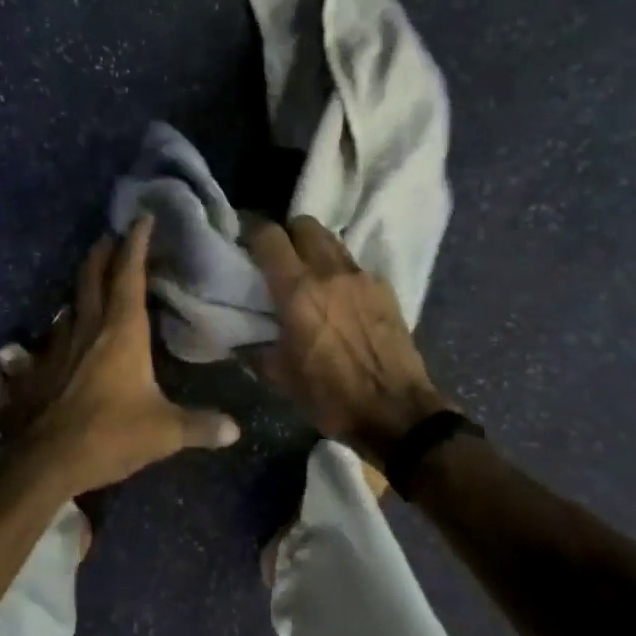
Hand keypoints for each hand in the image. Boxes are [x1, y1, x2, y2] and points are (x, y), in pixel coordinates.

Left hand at [11, 217, 240, 496]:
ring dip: (85, 281)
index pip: (130, 274)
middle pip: (93, 275)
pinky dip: (71, 317)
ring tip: (96, 275)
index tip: (142, 219)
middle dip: (104, 251)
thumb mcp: (164, 432)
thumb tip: (236, 430)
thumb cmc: (109, 434)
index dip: (137, 244)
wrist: (44, 461)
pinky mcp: (43, 364)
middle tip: (113, 235)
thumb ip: (200, 426)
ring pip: (73, 298)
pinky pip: (60, 328)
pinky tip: (73, 328)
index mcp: (123, 330)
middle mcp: (90, 326)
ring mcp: (62, 343)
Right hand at [244, 216, 449, 465]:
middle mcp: (328, 272)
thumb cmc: (332, 397)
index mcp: (297, 292)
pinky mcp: (384, 287)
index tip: (246, 245)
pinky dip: (341, 272)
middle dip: (288, 234)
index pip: (269, 236)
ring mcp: (361, 276)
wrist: (397, 411)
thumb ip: (256, 348)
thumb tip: (239, 338)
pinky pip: (354, 265)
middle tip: (280, 258)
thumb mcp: (281, 378)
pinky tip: (341, 298)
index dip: (253, 233)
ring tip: (310, 274)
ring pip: (331, 240)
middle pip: (304, 224)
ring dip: (315, 249)